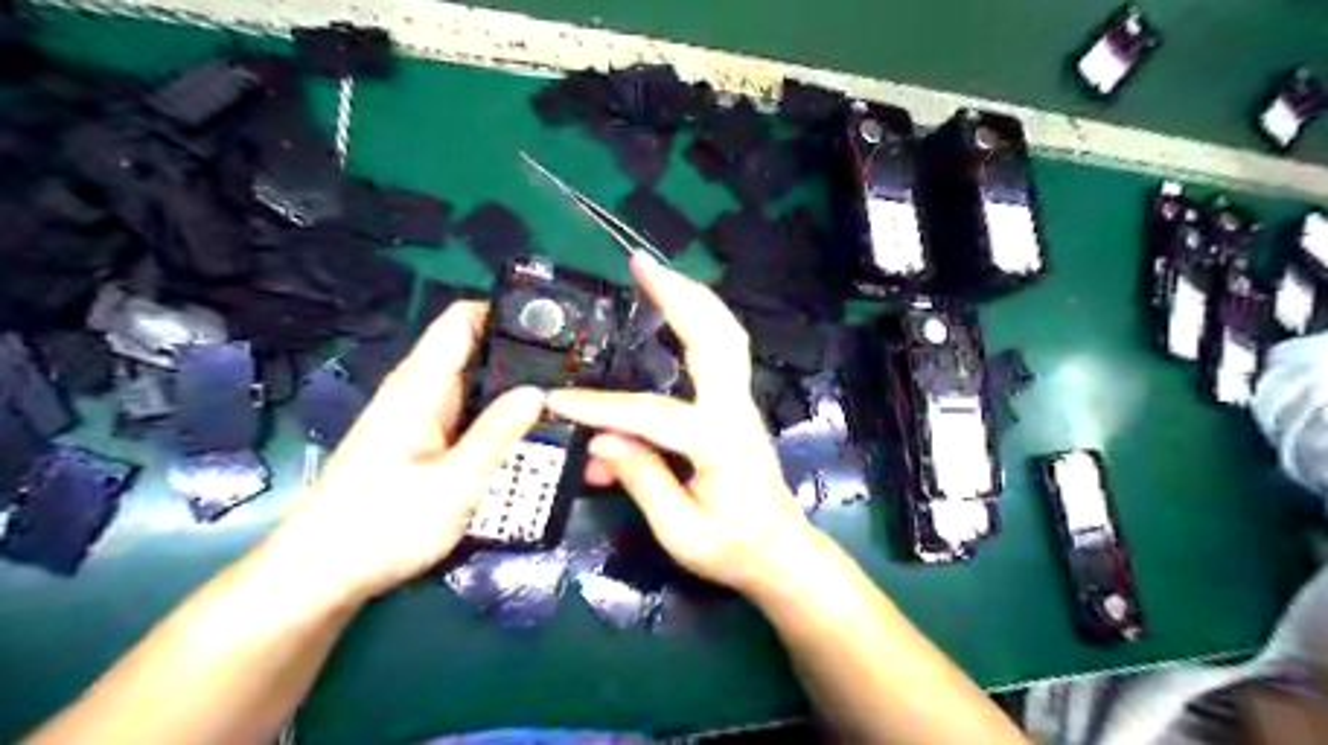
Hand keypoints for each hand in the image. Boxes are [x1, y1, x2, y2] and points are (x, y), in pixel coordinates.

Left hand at [266, 302, 544, 604]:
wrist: (321, 575)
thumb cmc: (382, 526)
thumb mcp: (453, 485)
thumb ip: (497, 435)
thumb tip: (537, 391)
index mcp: (419, 388)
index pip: (460, 322)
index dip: (503, 312)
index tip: (550, 322)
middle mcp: (418, 393)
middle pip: (473, 351)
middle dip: (521, 354)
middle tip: (574, 367)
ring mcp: (418, 418)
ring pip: (474, 386)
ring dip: (512, 388)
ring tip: (563, 396)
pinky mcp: (421, 442)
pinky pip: (467, 414)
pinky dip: (498, 415)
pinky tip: (528, 431)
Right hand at [544, 257, 825, 599]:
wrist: (779, 551)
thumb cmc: (732, 549)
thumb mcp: (680, 531)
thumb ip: (642, 480)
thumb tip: (600, 439)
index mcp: (719, 442)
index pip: (652, 414)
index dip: (601, 407)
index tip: (556, 401)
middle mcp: (734, 409)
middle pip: (712, 337)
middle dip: (677, 295)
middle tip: (640, 264)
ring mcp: (741, 401)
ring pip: (725, 334)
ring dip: (693, 297)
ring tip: (657, 272)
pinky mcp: (736, 404)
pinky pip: (724, 349)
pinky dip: (703, 319)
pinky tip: (678, 309)